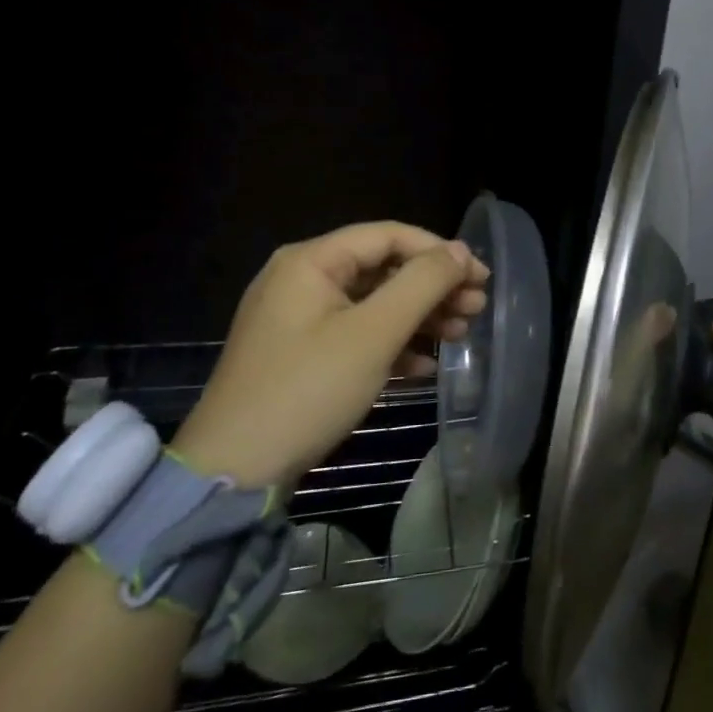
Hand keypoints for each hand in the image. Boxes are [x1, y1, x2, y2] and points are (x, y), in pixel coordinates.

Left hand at [172, 222, 488, 492]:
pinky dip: (391, 343)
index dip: (439, 252)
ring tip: (460, 334)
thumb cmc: (307, 391)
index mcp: (312, 261)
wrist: (232, 475)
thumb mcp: (373, 334)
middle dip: (433, 287)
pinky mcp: (299, 353)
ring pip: (373, 302)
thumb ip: (421, 284)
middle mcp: (302, 278)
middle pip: (382, 268)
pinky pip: (355, 333)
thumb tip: (459, 251)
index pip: (389, 236)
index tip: (480, 277)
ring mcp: (298, 318)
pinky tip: (424, 367)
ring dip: (419, 316)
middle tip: (476, 308)